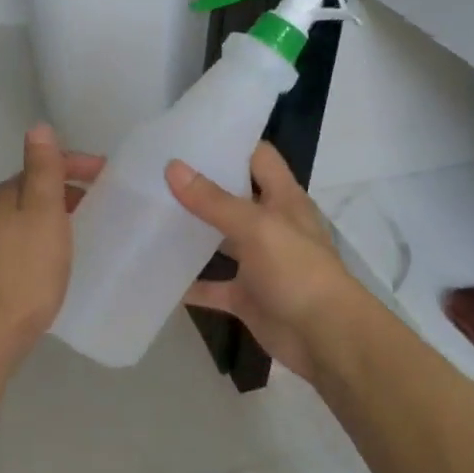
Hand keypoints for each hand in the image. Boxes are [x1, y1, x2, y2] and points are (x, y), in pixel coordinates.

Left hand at [0, 125, 103, 352]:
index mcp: (6, 194)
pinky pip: (30, 241)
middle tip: (104, 201)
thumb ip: (43, 169)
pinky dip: (51, 238)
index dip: (77, 164)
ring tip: (90, 226)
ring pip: (33, 216)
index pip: (44, 165)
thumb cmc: (26, 267)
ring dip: (61, 214)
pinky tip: (64, 256)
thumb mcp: (43, 210)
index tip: (109, 175)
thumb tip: (38, 127)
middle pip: (37, 190)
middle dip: (70, 189)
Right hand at [167, 142, 366, 385]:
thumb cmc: (297, 271)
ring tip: (148, 214)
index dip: (230, 142)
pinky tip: (157, 275)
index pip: (258, 157)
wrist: (325, 338)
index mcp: (283, 199)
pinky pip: (212, 287)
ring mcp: (258, 262)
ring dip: (191, 233)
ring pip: (220, 241)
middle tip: (155, 171)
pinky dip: (189, 284)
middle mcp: (271, 225)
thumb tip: (173, 167)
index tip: (189, 134)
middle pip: (234, 196)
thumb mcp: (257, 227)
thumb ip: (214, 200)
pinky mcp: (246, 296)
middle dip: (200, 186)